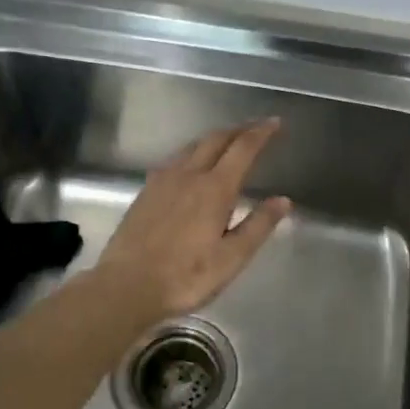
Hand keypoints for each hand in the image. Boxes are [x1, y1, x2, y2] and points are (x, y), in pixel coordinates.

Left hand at [96, 119, 291, 323]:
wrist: (126, 285)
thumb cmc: (186, 276)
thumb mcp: (232, 258)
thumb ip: (258, 226)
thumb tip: (283, 200)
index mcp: (214, 189)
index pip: (242, 149)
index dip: (261, 133)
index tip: (275, 123)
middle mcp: (188, 175)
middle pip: (216, 140)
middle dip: (238, 130)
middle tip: (256, 128)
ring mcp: (163, 181)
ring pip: (192, 146)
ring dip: (214, 138)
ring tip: (228, 142)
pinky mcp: (146, 191)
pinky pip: (174, 160)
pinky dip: (192, 152)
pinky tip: (191, 165)